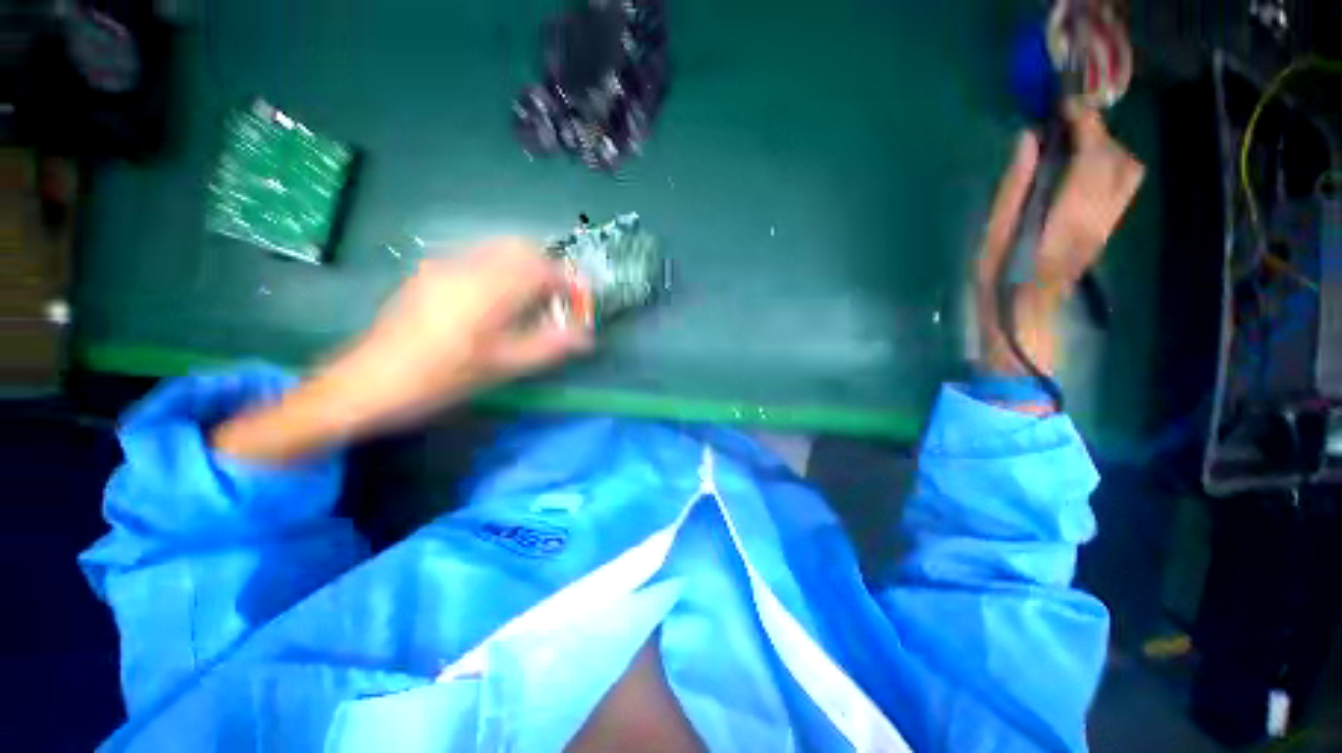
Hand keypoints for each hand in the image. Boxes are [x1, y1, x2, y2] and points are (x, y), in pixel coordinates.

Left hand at [213, 239, 591, 462]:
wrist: (367, 383)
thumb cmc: (441, 379)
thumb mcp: (503, 367)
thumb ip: (550, 346)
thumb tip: (587, 336)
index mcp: (488, 290)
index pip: (542, 268)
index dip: (568, 281)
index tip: (579, 301)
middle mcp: (467, 266)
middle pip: (520, 248)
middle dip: (547, 269)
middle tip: (556, 300)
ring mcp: (444, 266)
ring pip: (498, 250)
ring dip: (524, 268)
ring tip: (531, 302)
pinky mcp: (430, 273)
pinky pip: (478, 259)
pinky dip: (501, 270)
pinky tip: (498, 302)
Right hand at [976, 105, 1144, 375]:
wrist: (1021, 316)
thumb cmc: (998, 278)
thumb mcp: (994, 234)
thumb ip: (1014, 186)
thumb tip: (1028, 140)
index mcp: (1067, 216)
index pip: (1094, 156)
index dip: (1086, 124)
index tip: (1065, 105)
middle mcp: (1097, 216)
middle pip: (1119, 159)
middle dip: (1098, 134)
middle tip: (1066, 126)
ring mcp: (1106, 224)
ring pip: (1128, 171)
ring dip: (1106, 149)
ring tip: (1073, 146)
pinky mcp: (1105, 229)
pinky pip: (1121, 186)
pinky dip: (1107, 166)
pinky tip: (1080, 169)